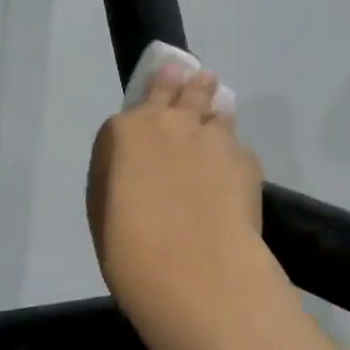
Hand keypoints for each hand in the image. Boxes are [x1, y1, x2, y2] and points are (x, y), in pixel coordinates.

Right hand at [88, 68, 270, 328]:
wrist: (193, 270)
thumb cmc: (130, 250)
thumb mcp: (104, 211)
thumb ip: (119, 176)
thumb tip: (134, 170)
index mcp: (125, 133)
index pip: (137, 103)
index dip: (146, 109)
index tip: (153, 113)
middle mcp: (168, 122)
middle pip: (179, 87)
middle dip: (183, 83)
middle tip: (190, 80)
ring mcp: (211, 135)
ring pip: (215, 105)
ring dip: (214, 106)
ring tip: (217, 110)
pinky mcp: (245, 156)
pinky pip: (237, 146)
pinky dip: (233, 153)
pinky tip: (234, 175)